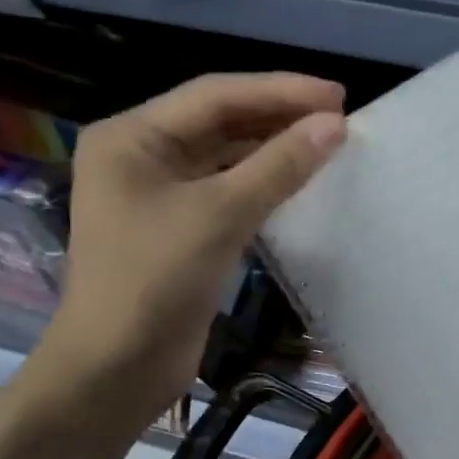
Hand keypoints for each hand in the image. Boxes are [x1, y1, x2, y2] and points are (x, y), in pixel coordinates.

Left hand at [40, 73, 344, 417]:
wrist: (117, 368)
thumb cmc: (155, 281)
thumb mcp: (220, 215)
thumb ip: (278, 166)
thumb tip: (335, 126)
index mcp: (132, 137)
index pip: (215, 95)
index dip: (280, 90)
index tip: (337, 96)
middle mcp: (142, 156)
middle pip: (219, 122)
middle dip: (278, 117)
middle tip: (340, 118)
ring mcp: (159, 195)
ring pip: (226, 158)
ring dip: (274, 151)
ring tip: (328, 145)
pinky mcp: (180, 230)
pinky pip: (228, 191)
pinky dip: (263, 185)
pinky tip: (300, 183)